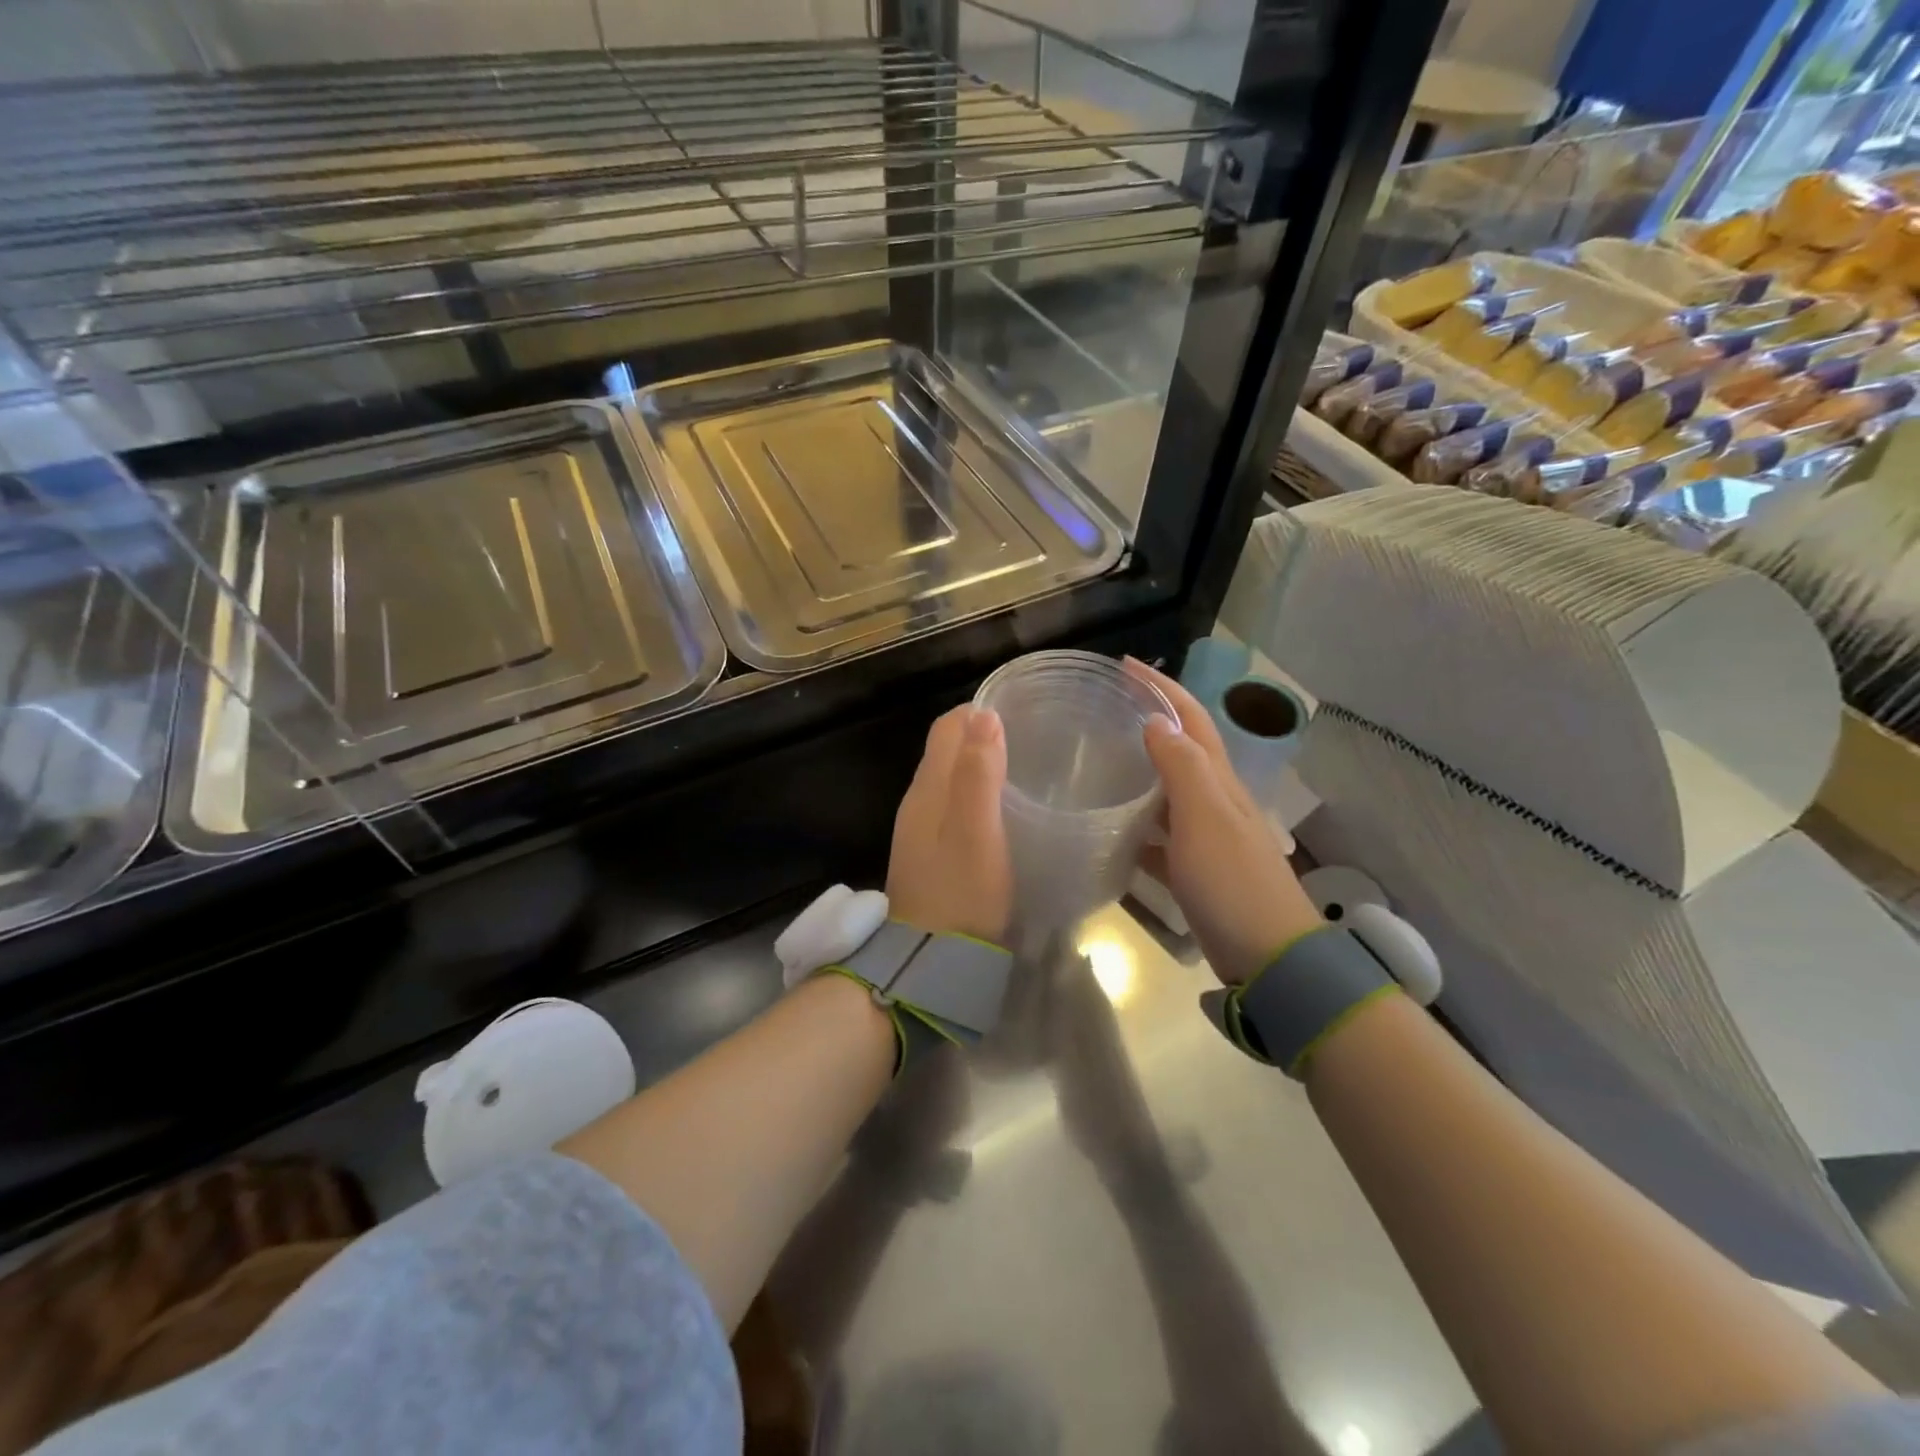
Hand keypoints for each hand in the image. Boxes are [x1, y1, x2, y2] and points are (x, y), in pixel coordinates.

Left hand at [887, 706, 1012, 946]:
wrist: (930, 960)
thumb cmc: (962, 892)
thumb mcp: (977, 831)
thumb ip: (979, 773)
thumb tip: (984, 714)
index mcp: (928, 789)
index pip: (947, 728)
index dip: (979, 713)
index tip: (1020, 712)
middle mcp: (918, 801)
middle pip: (946, 751)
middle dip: (982, 736)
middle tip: (1031, 740)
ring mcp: (921, 830)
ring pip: (949, 780)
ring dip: (980, 766)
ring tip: (1025, 769)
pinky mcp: (930, 854)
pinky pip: (952, 807)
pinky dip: (976, 796)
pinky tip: (1003, 811)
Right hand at [1125, 658, 1321, 984]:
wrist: (1270, 958)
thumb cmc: (1233, 882)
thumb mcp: (1205, 818)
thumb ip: (1181, 767)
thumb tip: (1157, 721)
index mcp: (1219, 781)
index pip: (1190, 719)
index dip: (1161, 687)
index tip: (1124, 665)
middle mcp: (1215, 801)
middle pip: (1181, 749)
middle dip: (1150, 720)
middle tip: (1106, 709)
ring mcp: (1207, 838)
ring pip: (1168, 792)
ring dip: (1140, 771)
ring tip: (1100, 762)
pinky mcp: (1196, 872)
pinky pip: (1160, 838)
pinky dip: (1137, 828)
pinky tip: (1111, 832)